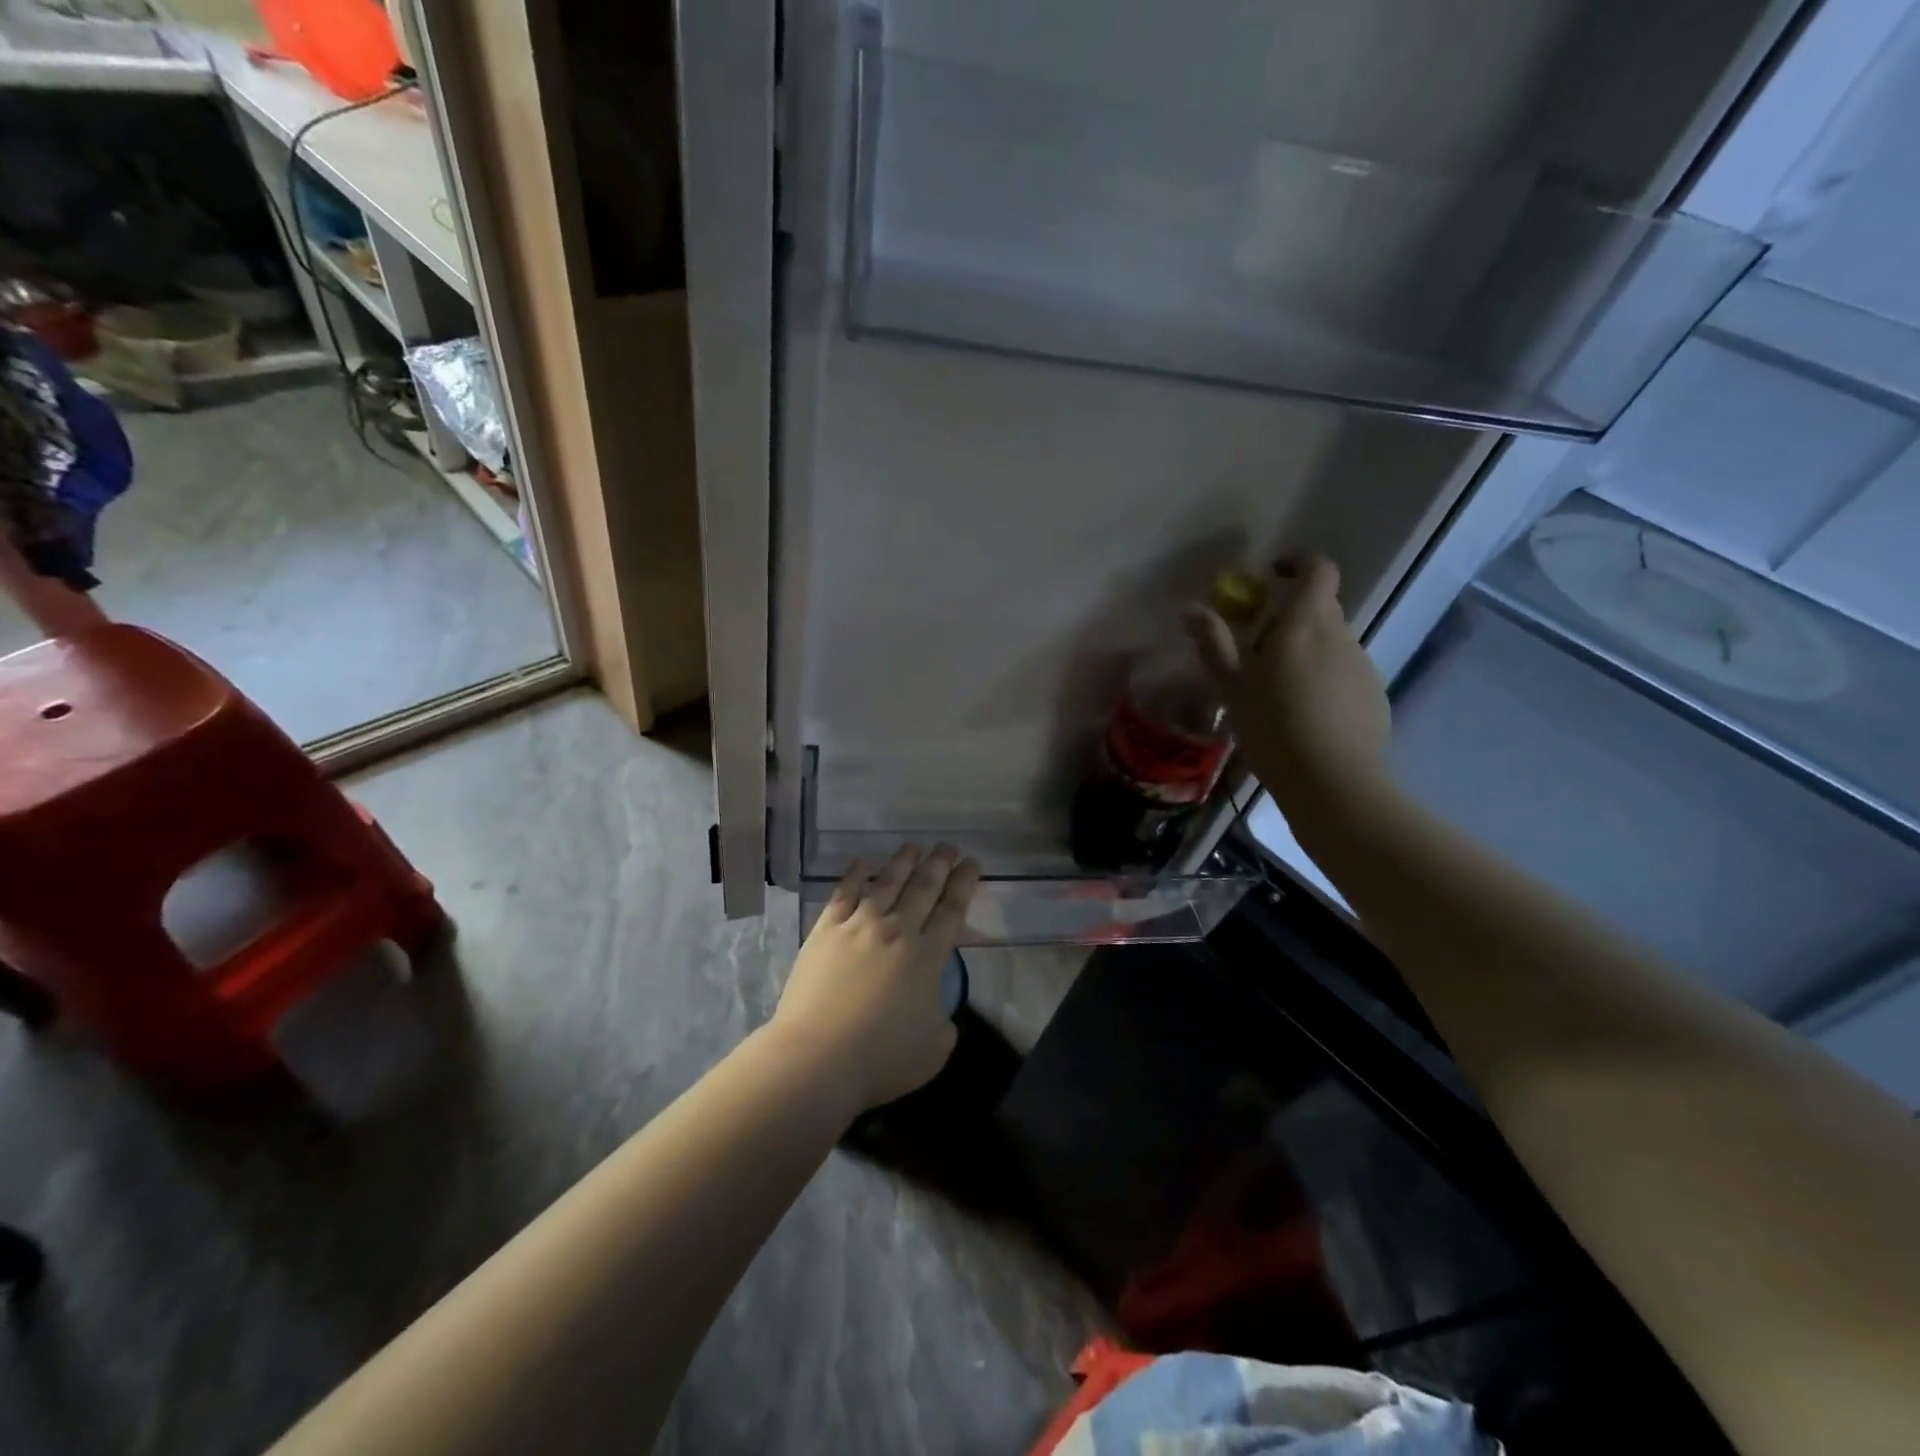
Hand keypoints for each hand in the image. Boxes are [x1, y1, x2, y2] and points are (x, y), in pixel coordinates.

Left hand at [767, 844, 979, 1115]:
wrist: (816, 1058)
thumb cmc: (880, 1059)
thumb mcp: (934, 1048)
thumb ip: (943, 1020)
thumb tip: (935, 1004)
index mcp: (927, 957)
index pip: (952, 910)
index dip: (964, 884)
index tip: (972, 863)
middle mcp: (897, 931)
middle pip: (923, 888)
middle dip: (939, 864)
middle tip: (948, 846)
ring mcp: (858, 926)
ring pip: (886, 884)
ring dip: (903, 862)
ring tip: (914, 846)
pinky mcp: (825, 931)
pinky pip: (843, 894)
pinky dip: (853, 876)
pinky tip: (860, 863)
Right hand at [1184, 555, 1392, 822]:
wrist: (1332, 782)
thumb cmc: (1272, 727)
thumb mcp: (1232, 686)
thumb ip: (1214, 642)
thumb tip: (1193, 609)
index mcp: (1305, 625)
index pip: (1318, 570)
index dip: (1298, 563)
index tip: (1272, 575)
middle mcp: (1341, 635)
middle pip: (1321, 607)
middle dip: (1292, 615)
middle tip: (1259, 648)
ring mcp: (1362, 665)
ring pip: (1332, 642)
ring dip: (1307, 650)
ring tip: (1279, 690)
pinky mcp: (1374, 695)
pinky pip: (1344, 672)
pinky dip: (1324, 679)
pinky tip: (1306, 715)